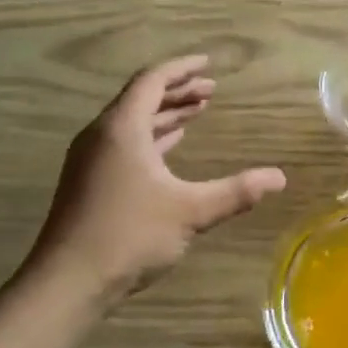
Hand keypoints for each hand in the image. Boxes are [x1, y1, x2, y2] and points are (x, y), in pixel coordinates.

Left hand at [23, 56, 286, 298]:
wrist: (68, 283)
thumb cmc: (129, 236)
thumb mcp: (191, 211)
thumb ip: (237, 191)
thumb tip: (280, 178)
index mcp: (122, 129)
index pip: (152, 81)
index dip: (181, 69)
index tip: (208, 64)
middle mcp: (102, 136)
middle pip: (141, 99)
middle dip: (178, 92)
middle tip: (211, 91)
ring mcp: (92, 160)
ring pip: (132, 123)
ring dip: (165, 115)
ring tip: (197, 112)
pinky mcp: (90, 182)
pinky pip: (125, 144)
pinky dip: (152, 137)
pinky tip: (170, 147)